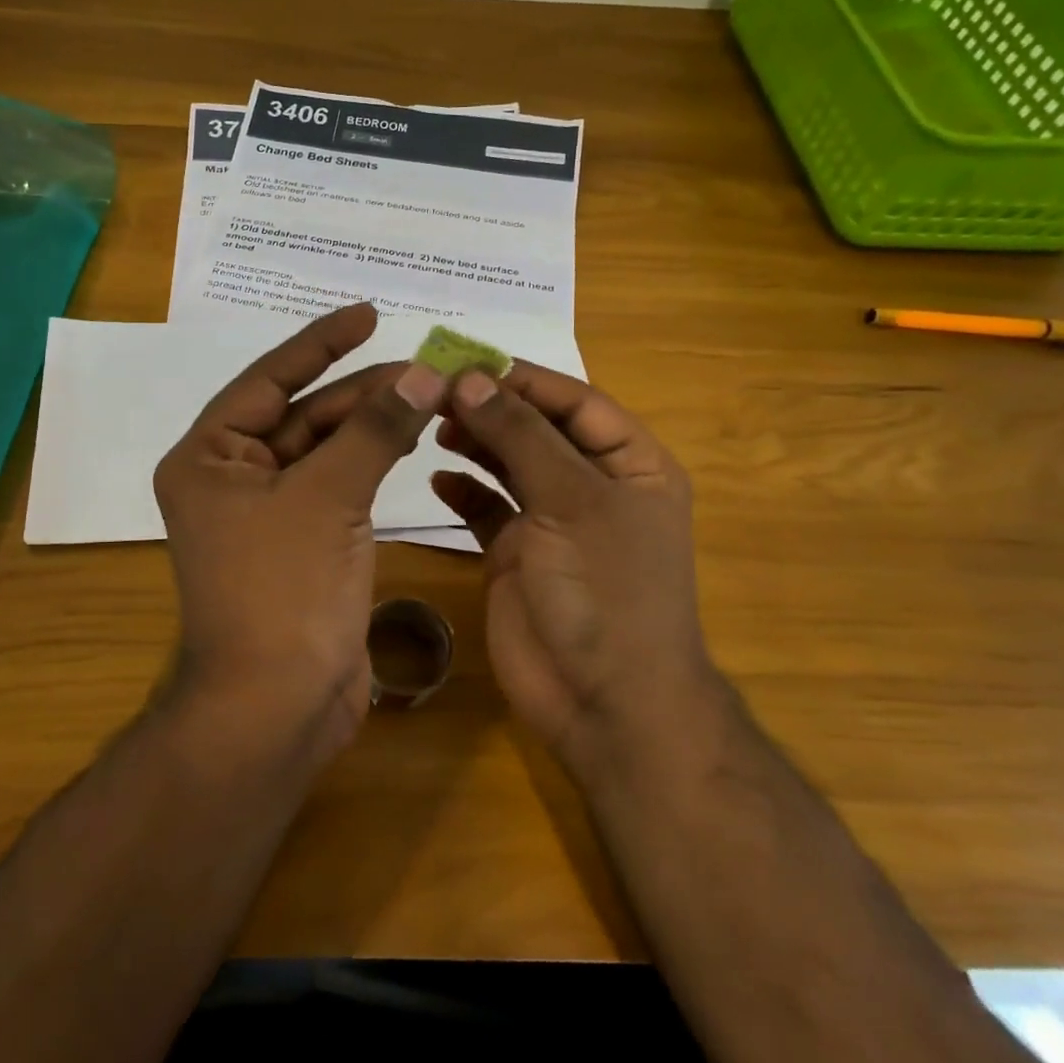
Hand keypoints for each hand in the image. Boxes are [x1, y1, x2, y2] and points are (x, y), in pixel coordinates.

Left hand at [153, 303, 448, 757]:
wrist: (276, 705)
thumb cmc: (282, 591)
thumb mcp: (328, 497)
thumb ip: (374, 430)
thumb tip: (423, 372)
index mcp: (210, 457)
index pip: (268, 380)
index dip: (319, 343)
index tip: (368, 314)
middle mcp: (231, 477)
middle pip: (302, 414)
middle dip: (361, 391)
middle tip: (426, 368)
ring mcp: (267, 512)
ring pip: (324, 450)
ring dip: (371, 424)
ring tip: (427, 396)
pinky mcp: (301, 542)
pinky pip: (337, 485)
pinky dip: (371, 462)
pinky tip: (409, 439)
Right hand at [429, 364, 720, 776]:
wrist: (604, 702)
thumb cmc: (605, 591)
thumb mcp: (570, 501)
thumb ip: (520, 435)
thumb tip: (470, 377)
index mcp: (630, 464)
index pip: (574, 402)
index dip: (522, 379)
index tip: (464, 360)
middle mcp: (592, 486)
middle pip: (537, 429)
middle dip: (491, 408)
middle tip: (434, 390)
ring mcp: (553, 522)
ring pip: (509, 464)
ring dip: (475, 441)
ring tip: (433, 423)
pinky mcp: (518, 554)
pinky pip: (487, 509)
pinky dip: (464, 490)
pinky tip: (438, 477)